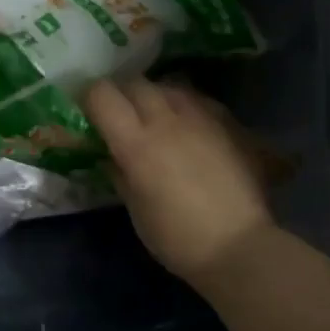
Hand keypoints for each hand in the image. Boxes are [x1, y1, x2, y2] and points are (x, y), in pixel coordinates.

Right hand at [82, 78, 278, 280]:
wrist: (240, 246)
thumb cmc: (178, 238)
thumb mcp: (136, 210)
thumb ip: (120, 174)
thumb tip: (111, 156)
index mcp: (137, 143)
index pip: (103, 95)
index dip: (91, 98)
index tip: (89, 112)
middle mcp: (167, 119)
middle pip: (136, 83)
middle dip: (123, 94)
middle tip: (122, 116)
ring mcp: (202, 117)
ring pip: (170, 86)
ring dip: (157, 97)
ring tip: (157, 118)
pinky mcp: (229, 123)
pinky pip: (199, 100)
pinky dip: (186, 107)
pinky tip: (191, 128)